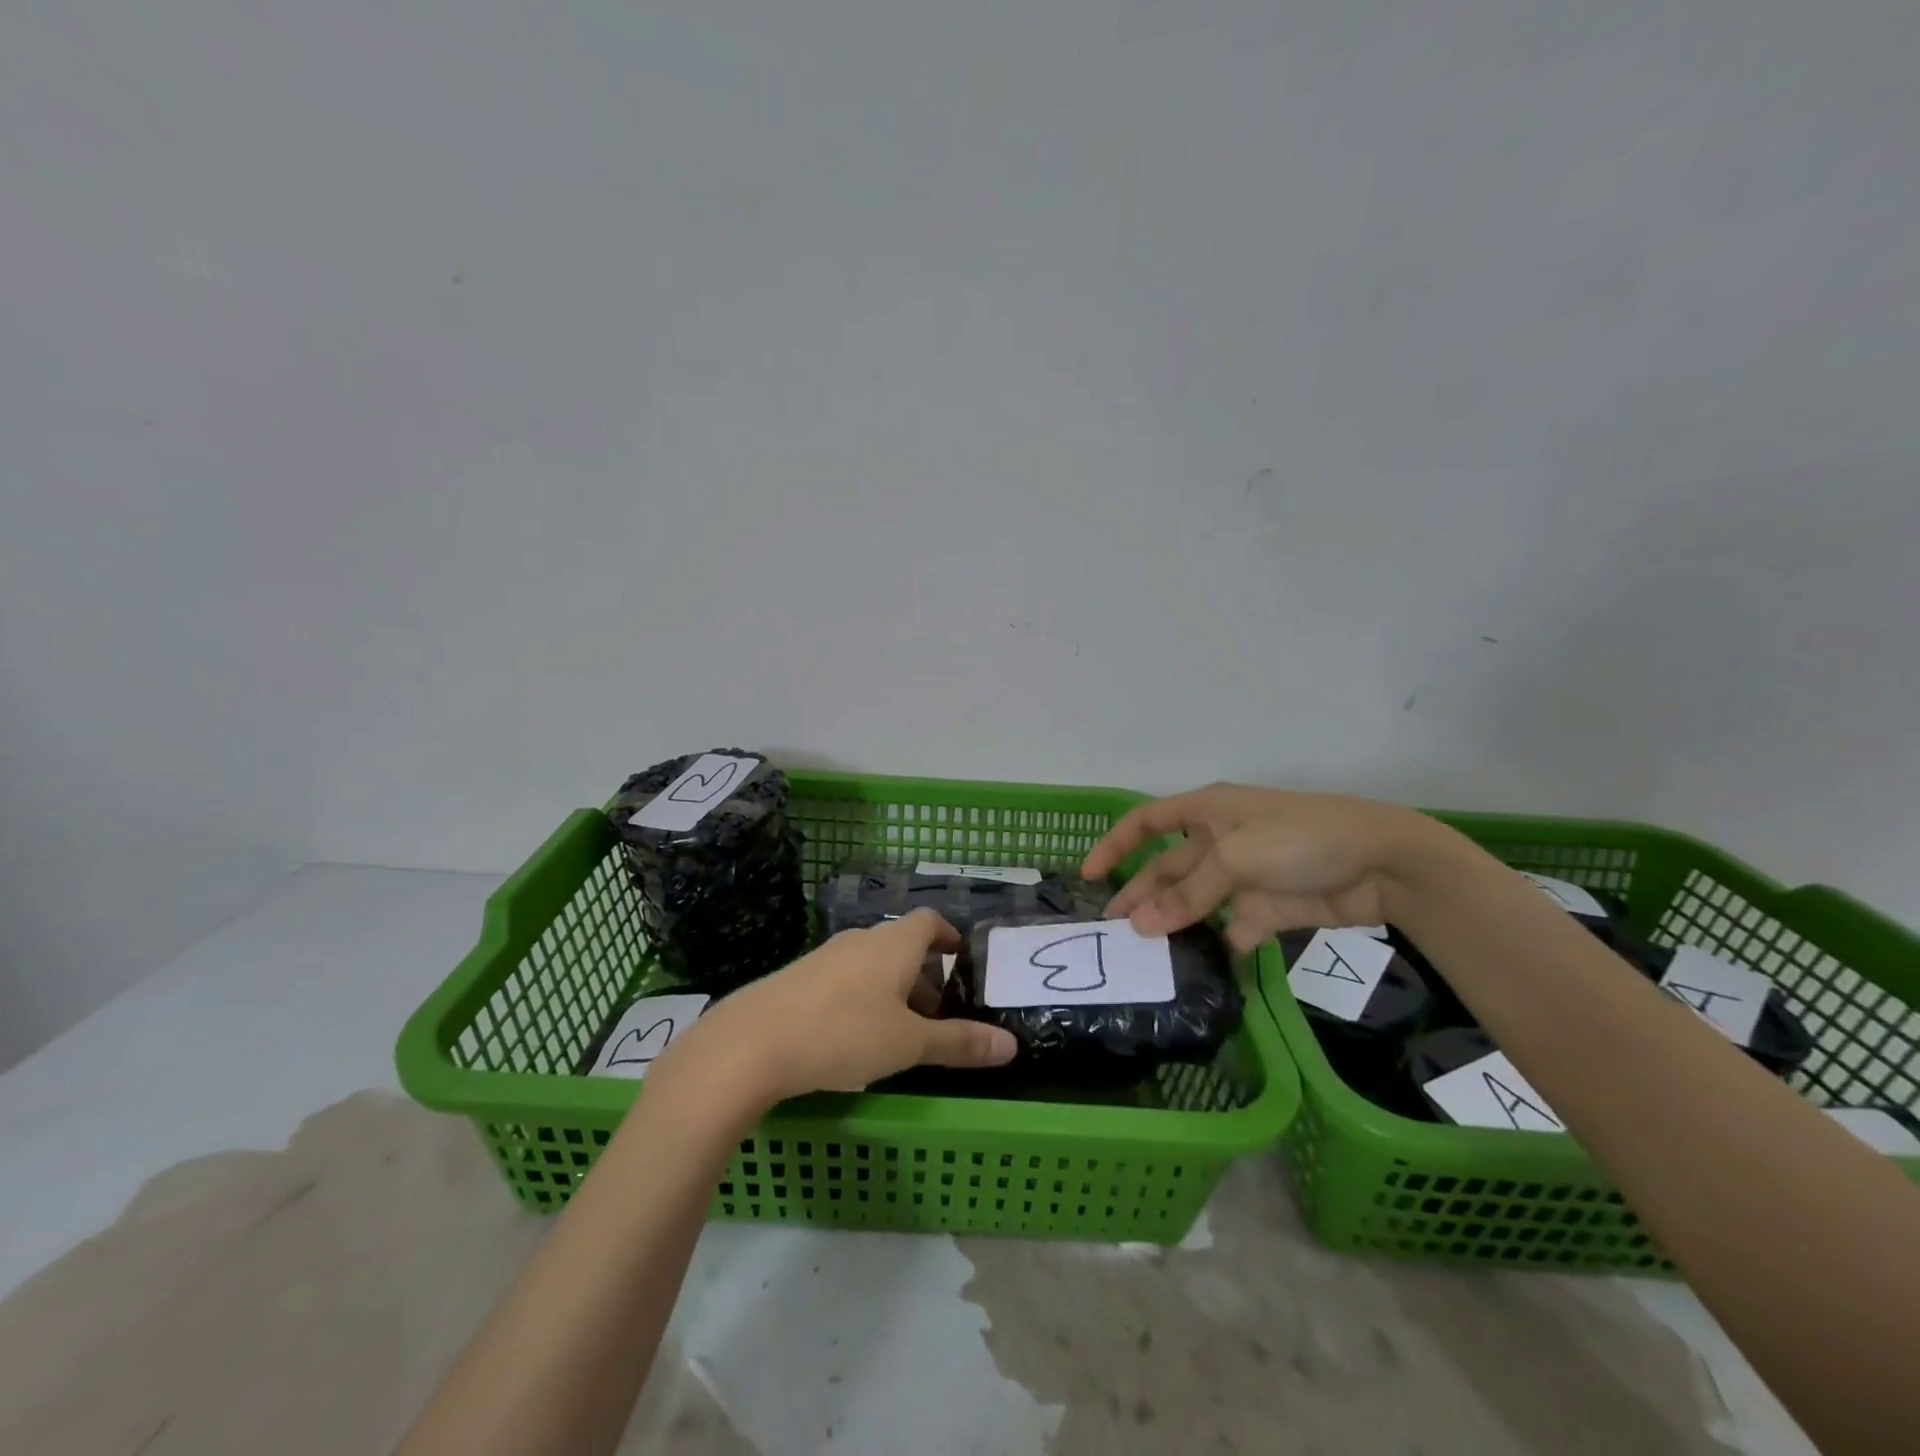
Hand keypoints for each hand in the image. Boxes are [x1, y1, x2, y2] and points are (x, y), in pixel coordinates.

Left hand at [651, 910, 1017, 1105]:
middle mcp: (861, 939)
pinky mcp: (797, 977)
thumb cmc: (843, 1034)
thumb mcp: (908, 1044)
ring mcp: (825, 956)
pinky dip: (860, 996)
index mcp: (894, 944)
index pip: (930, 921)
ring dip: (891, 987)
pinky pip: (842, 977)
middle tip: (936, 1013)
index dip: (948, 935)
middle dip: (923, 974)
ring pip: (870, 962)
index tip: (961, 957)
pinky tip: (851, 1035)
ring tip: (897, 1030)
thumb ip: (959, 1043)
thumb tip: (1012, 1046)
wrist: (750, 1043)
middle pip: (901, 944)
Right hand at [1082, 784, 1428, 954]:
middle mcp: (1218, 841)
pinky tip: (1195, 970)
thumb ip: (1188, 894)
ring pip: (1194, 903)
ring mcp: (1243, 876)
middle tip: (1111, 933)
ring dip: (1172, 926)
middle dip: (1139, 896)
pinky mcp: (1267, 908)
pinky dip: (1215, 947)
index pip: (1147, 822)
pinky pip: (1230, 929)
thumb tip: (1141, 926)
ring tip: (1144, 957)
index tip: (1088, 876)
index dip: (1115, 845)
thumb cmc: (1299, 838)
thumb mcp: (1237, 858)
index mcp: (1207, 812)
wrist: (1382, 863)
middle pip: (1167, 869)